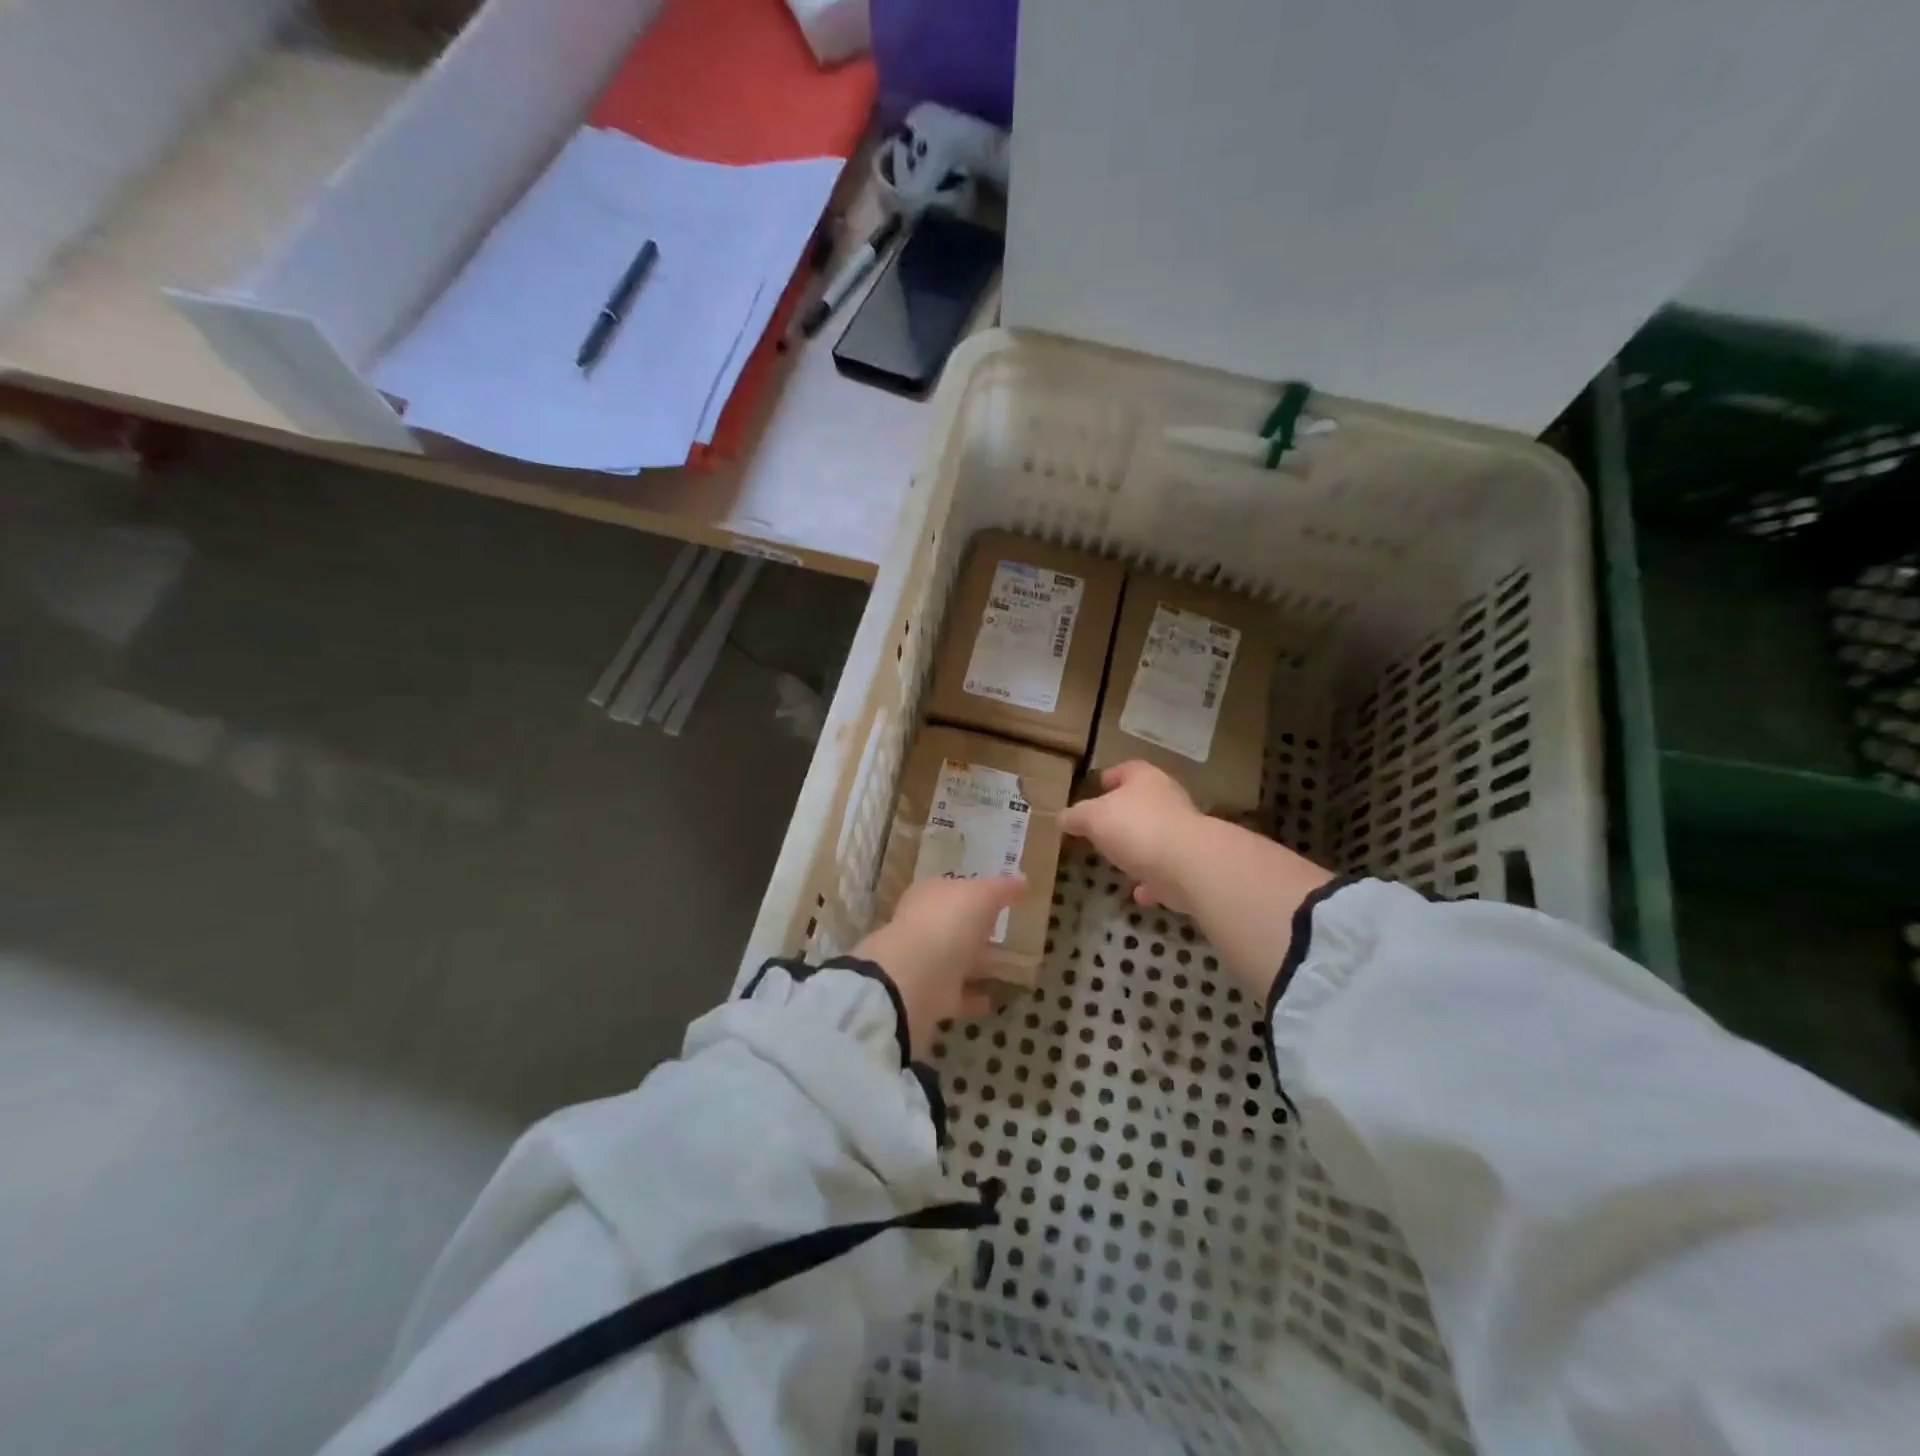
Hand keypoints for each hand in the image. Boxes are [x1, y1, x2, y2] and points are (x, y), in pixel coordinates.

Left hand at [854, 875, 1026, 1057]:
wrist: (914, 979)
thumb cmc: (947, 923)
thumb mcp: (981, 895)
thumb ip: (1002, 888)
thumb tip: (1023, 880)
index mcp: (930, 895)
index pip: (953, 888)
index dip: (974, 891)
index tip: (999, 899)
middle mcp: (923, 925)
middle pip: (953, 924)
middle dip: (975, 928)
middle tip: (1004, 931)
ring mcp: (925, 962)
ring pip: (956, 959)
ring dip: (977, 963)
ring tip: (1008, 967)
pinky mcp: (931, 996)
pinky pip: (958, 994)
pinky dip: (974, 996)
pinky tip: (995, 999)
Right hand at [1059, 762, 1203, 911]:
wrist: (1189, 865)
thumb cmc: (1136, 828)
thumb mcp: (1092, 818)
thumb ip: (1076, 816)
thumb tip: (1062, 817)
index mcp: (1145, 780)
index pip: (1127, 769)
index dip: (1111, 776)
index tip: (1098, 786)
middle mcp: (1168, 800)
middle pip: (1144, 802)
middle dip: (1124, 814)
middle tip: (1101, 826)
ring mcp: (1183, 833)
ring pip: (1156, 836)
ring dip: (1140, 848)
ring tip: (1118, 859)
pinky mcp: (1191, 865)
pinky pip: (1165, 871)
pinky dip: (1152, 880)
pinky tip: (1138, 893)